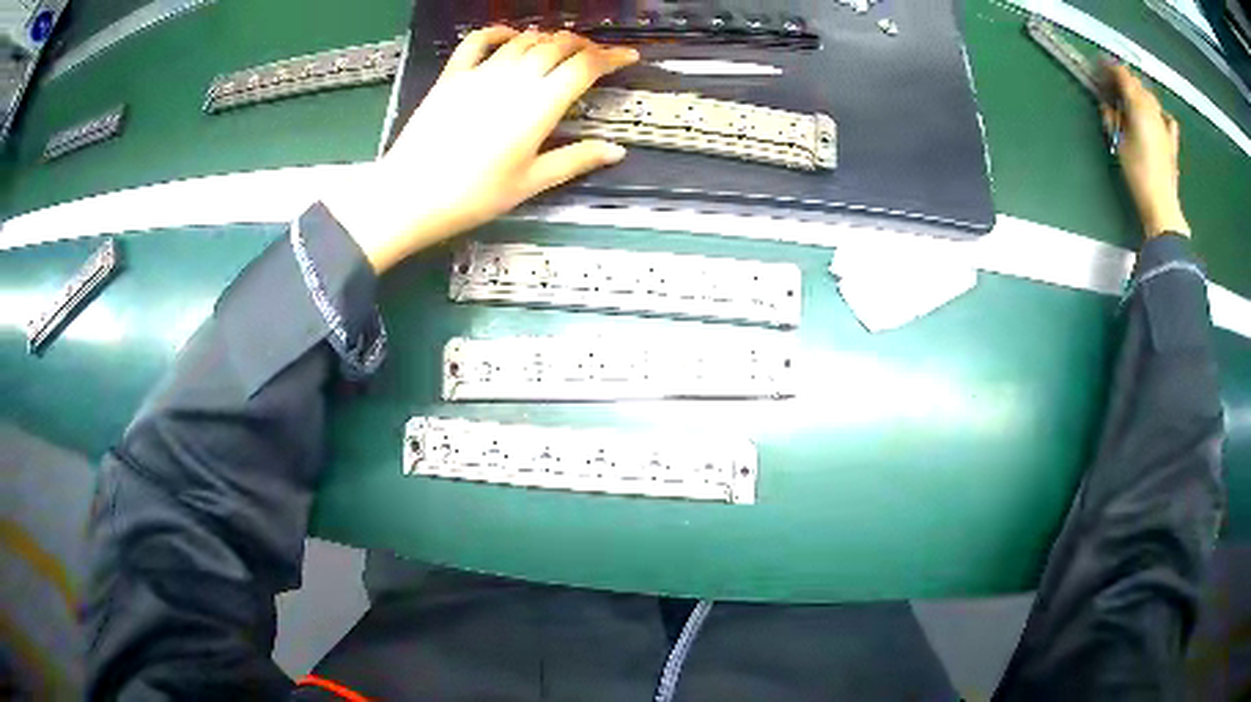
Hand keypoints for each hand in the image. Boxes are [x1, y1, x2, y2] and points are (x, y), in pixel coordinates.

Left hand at [324, 28, 639, 272]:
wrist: (410, 196)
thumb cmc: (474, 196)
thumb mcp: (530, 183)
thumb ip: (575, 160)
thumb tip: (616, 151)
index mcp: (540, 105)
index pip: (585, 66)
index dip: (612, 57)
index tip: (629, 57)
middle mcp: (515, 78)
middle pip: (558, 45)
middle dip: (584, 45)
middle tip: (594, 56)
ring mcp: (481, 72)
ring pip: (524, 39)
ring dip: (548, 39)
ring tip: (558, 49)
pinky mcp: (452, 75)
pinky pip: (478, 40)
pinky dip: (498, 32)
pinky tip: (509, 36)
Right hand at [1099, 62, 1189, 238]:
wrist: (1162, 205)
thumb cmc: (1138, 174)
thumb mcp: (1119, 143)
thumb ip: (1112, 118)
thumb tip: (1107, 104)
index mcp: (1138, 105)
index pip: (1122, 75)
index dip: (1109, 67)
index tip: (1098, 66)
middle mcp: (1153, 109)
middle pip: (1137, 84)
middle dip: (1123, 79)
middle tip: (1110, 84)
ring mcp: (1164, 124)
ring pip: (1150, 97)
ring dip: (1139, 93)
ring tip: (1129, 98)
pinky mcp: (1171, 141)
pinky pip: (1167, 118)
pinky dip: (1159, 112)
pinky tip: (1156, 116)